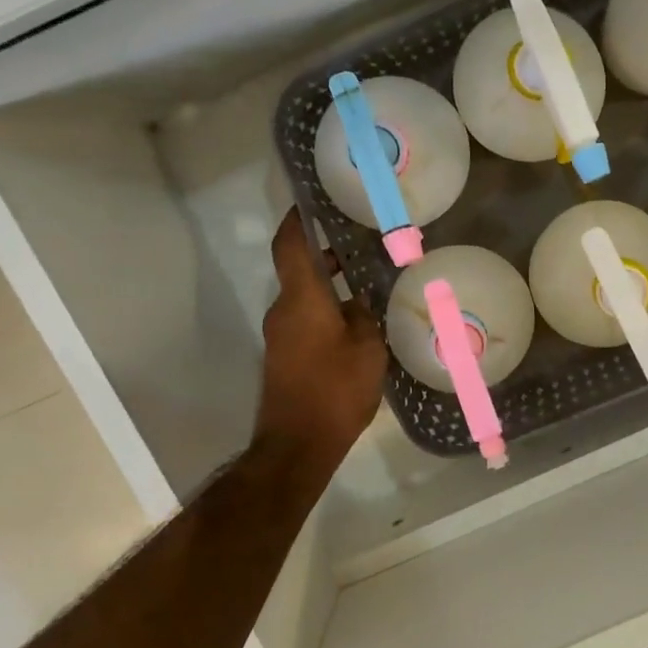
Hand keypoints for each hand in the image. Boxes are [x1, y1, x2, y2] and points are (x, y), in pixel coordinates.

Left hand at [256, 210, 387, 466]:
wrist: (297, 445)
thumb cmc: (335, 389)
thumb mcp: (367, 348)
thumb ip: (364, 316)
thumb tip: (357, 301)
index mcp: (302, 299)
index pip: (290, 246)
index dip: (297, 220)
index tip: (312, 203)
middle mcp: (284, 311)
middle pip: (299, 271)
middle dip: (325, 255)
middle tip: (360, 246)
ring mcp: (280, 336)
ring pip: (304, 298)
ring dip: (328, 287)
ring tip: (366, 286)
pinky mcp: (284, 358)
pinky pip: (305, 321)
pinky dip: (325, 312)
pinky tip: (356, 325)